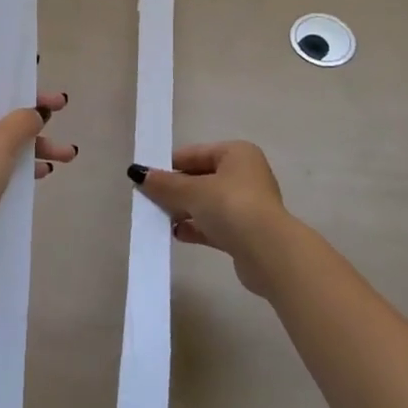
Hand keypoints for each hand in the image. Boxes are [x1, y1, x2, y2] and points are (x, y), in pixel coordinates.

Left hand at [0, 55, 74, 266]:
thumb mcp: (2, 139)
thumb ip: (24, 119)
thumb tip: (35, 113)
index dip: (5, 64)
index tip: (33, 70)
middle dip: (31, 106)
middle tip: (61, 106)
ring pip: (2, 134)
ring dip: (35, 140)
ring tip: (68, 153)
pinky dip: (22, 161)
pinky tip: (46, 172)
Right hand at [129, 141, 291, 295]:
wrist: (269, 253)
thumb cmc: (231, 207)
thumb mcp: (193, 191)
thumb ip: (165, 184)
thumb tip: (137, 173)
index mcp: (236, 153)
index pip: (194, 154)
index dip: (169, 165)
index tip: (146, 178)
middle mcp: (244, 175)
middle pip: (200, 178)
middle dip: (175, 190)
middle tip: (148, 199)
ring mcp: (247, 205)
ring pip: (206, 203)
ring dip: (183, 210)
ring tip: (158, 218)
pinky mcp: (245, 232)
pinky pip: (213, 224)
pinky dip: (196, 227)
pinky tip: (176, 234)